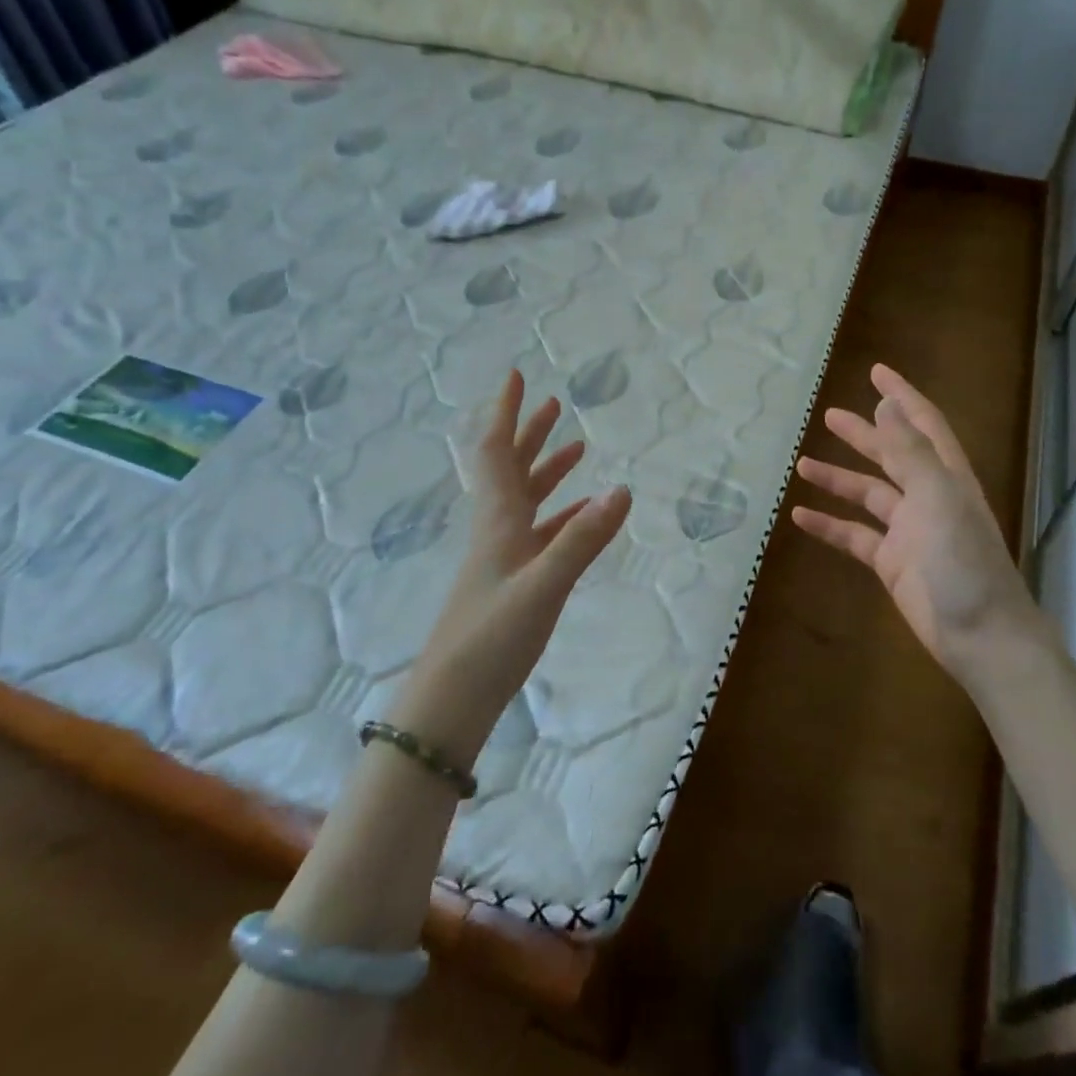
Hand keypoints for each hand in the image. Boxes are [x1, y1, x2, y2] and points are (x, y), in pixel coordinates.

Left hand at [393, 371, 630, 762]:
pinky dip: (562, 515)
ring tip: (576, 448)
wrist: (451, 699)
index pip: (495, 451)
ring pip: (526, 499)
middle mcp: (497, 529)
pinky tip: (583, 516)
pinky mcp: (512, 581)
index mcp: (498, 520)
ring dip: (547, 470)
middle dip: (530, 432)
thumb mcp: (543, 586)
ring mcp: (503, 556)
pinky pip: (540, 533)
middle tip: (553, 403)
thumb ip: (583, 539)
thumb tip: (623, 489)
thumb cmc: (491, 638)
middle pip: (510, 467)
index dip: (505, 412)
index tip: (515, 376)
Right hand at [791, 364, 1046, 682]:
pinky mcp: (891, 562)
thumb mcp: (937, 496)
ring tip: (802, 465)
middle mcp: (928, 497)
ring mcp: (908, 530)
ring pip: (867, 494)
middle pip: (890, 454)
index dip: (901, 396)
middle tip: (829, 415)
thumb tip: (886, 406)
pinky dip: (829, 525)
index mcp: (946, 476)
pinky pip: (854, 535)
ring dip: (838, 479)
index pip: (923, 423)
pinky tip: (801, 517)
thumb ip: (909, 451)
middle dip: (862, 434)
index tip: (875, 372)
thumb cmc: (963, 560)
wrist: (981, 634)